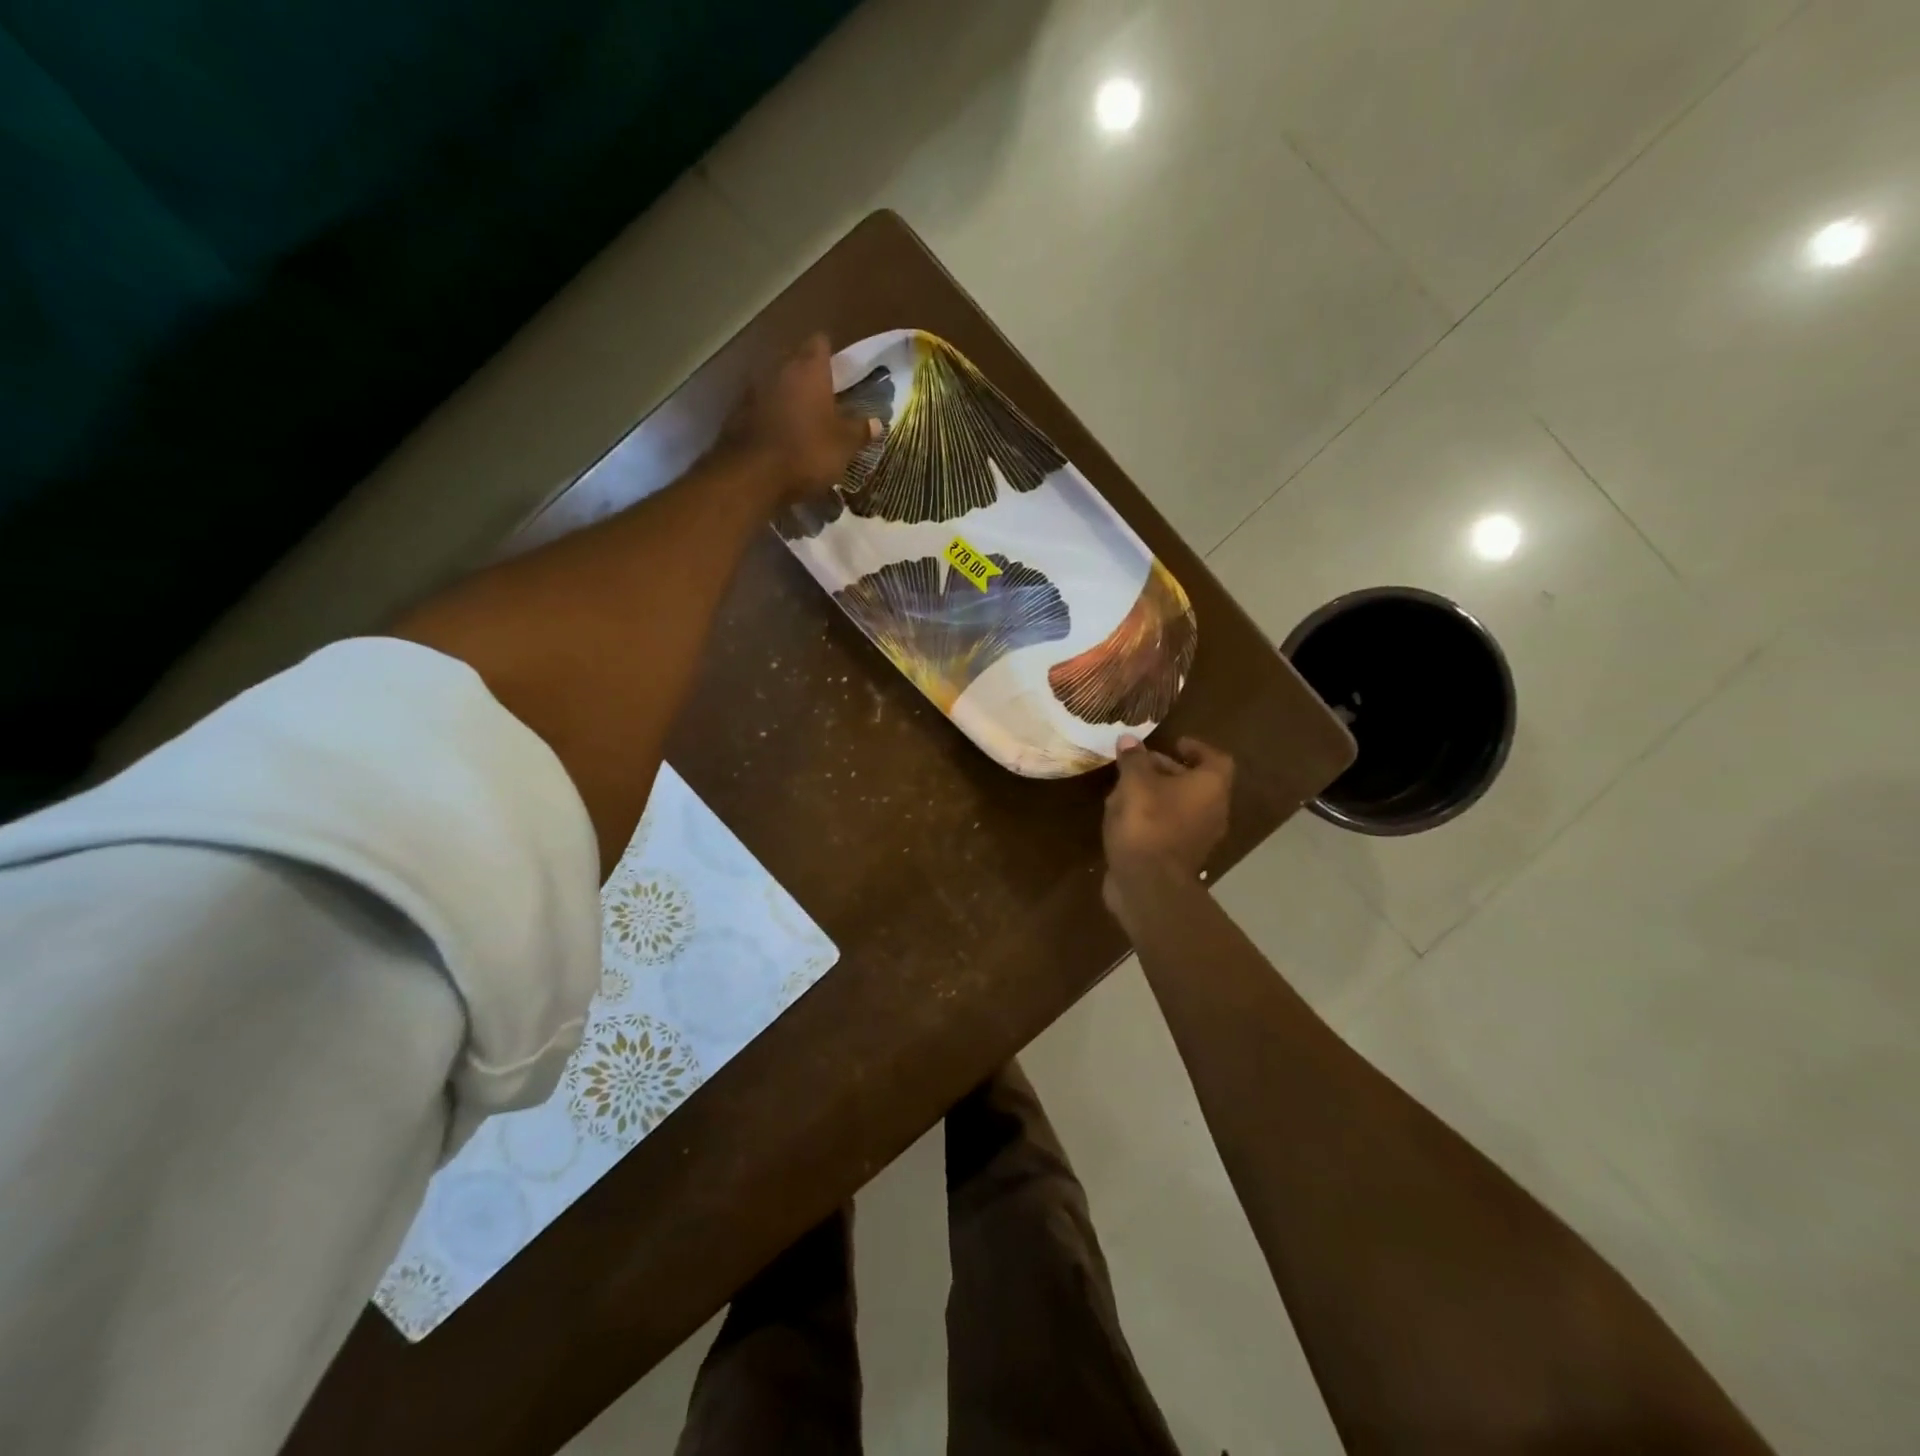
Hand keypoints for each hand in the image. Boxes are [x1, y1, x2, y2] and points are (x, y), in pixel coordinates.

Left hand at [721, 334, 882, 503]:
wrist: (752, 475)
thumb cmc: (807, 451)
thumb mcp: (844, 445)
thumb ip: (860, 430)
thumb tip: (877, 422)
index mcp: (809, 368)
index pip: (820, 343)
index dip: (831, 356)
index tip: (840, 373)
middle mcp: (779, 368)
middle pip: (796, 361)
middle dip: (809, 377)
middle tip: (825, 400)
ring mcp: (754, 389)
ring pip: (777, 384)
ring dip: (788, 397)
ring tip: (803, 421)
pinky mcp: (737, 412)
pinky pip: (761, 406)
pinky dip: (771, 416)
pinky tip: (781, 436)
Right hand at [1102, 735, 1233, 918]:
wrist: (1148, 884)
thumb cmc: (1147, 823)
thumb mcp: (1134, 783)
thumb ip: (1133, 759)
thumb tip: (1129, 740)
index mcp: (1211, 787)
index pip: (1216, 759)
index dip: (1196, 748)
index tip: (1174, 743)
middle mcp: (1214, 810)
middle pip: (1197, 782)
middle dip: (1169, 770)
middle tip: (1141, 763)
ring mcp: (1200, 837)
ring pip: (1183, 806)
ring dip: (1159, 794)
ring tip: (1127, 788)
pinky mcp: (1182, 857)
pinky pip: (1172, 827)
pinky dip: (1155, 817)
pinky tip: (1127, 817)